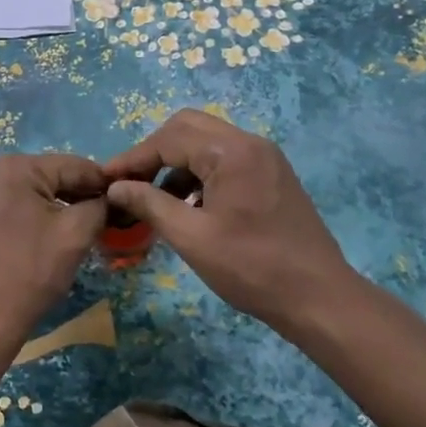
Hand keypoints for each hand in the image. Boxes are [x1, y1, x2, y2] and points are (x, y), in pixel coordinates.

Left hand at [0, 153, 109, 352]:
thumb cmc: (28, 275)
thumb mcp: (74, 236)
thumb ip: (99, 206)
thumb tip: (110, 197)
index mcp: (13, 166)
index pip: (72, 165)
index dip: (103, 183)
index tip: (126, 199)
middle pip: (49, 175)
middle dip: (78, 195)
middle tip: (107, 219)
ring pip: (31, 190)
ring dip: (57, 206)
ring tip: (81, 229)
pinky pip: (12, 203)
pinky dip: (34, 214)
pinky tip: (49, 235)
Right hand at [102, 109, 354, 332]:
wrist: (320, 298)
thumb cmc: (252, 268)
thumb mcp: (191, 238)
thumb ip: (150, 204)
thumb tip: (116, 187)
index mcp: (231, 151)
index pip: (168, 138)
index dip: (133, 158)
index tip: (105, 180)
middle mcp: (249, 142)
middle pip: (187, 128)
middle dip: (154, 152)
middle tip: (131, 183)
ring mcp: (264, 157)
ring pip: (206, 142)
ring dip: (176, 163)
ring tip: (156, 200)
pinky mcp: (271, 174)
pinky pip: (225, 159)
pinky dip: (200, 173)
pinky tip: (189, 206)